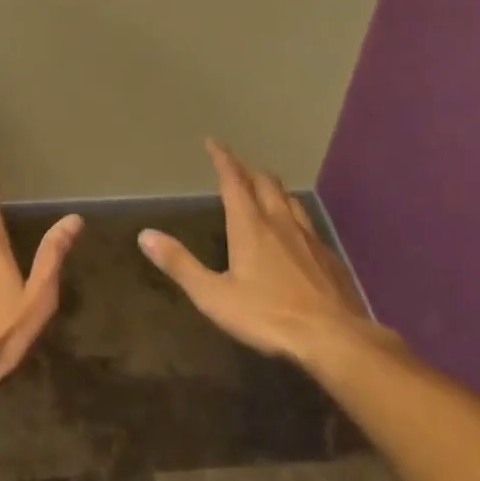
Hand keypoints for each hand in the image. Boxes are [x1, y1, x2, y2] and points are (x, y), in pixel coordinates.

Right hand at [140, 139, 394, 366]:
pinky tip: (294, 232)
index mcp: (250, 226)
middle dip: (247, 170)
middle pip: (265, 183)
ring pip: (289, 199)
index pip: (233, 181)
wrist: (334, 338)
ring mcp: (309, 238)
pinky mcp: (328, 257)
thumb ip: (180, 264)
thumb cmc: (268, 316)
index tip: (213, 142)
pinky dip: (293, 214)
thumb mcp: (214, 295)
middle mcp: (280, 222)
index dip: (223, 160)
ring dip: (273, 188)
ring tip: (264, 189)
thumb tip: (145, 235)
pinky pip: (307, 223)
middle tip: (236, 167)